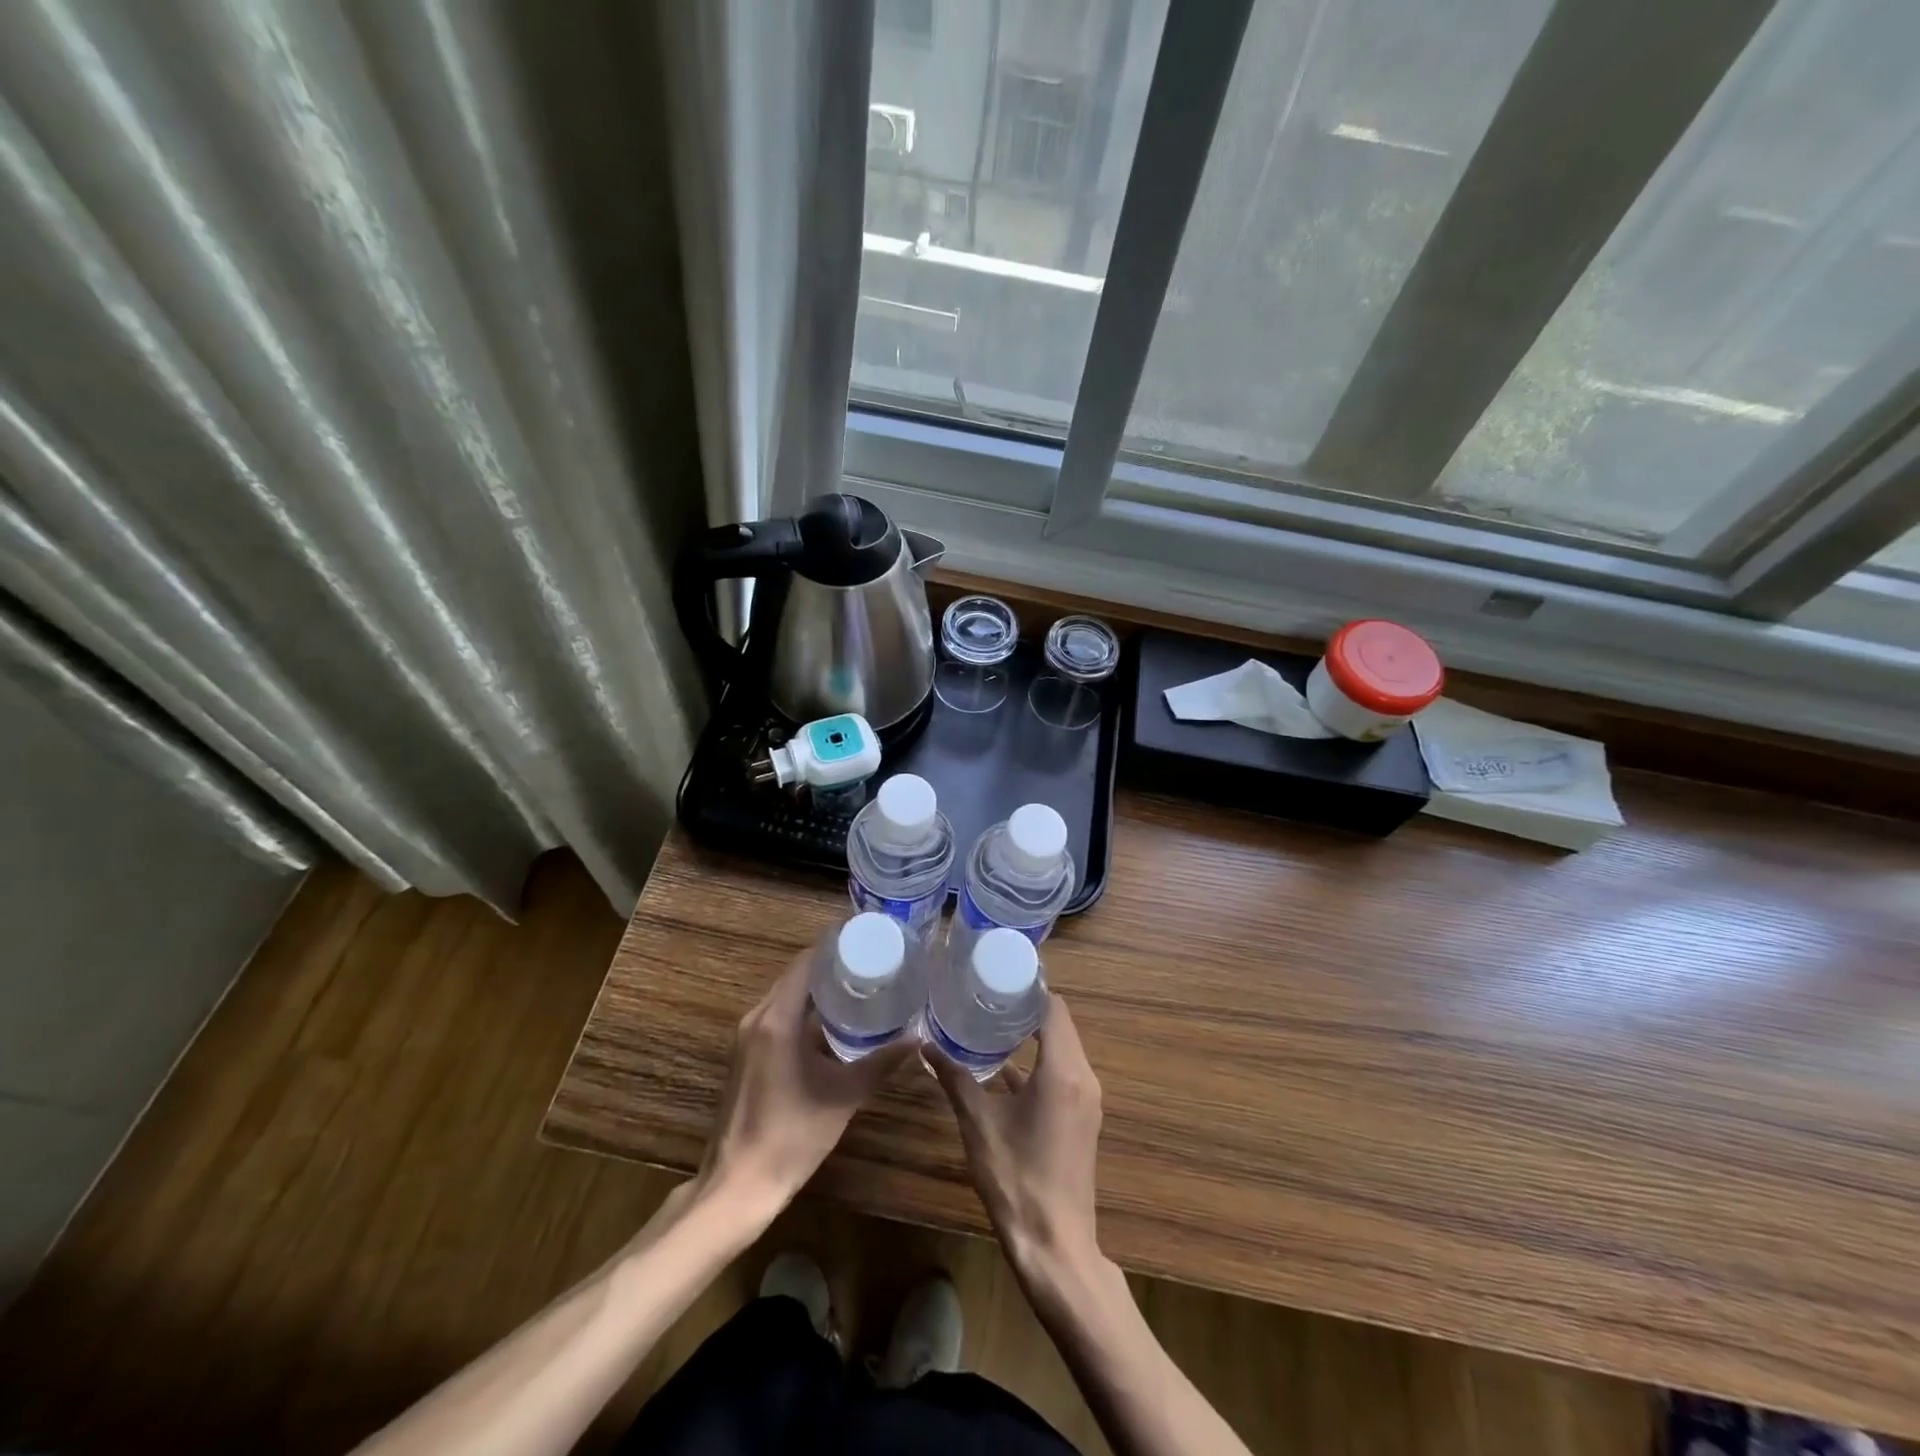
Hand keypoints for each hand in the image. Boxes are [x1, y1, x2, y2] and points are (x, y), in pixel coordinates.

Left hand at [700, 952, 910, 1217]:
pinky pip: (778, 1016)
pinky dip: (804, 1010)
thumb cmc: (791, 1136)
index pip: (806, 962)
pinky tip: (833, 1023)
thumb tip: (917, 1039)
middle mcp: (757, 1018)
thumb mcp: (843, 1096)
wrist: (737, 1187)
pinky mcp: (746, 1055)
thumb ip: (881, 1063)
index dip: (836, 946)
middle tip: (872, 961)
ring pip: (787, 996)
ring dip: (817, 989)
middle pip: (796, 975)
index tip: (868, 939)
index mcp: (777, 1019)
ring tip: (859, 986)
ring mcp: (747, 1037)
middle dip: (831, 965)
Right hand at [931, 996, 1102, 1278]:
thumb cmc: (1016, 1179)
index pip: (1054, 1008)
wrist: (1055, 1246)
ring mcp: (1087, 1100)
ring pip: (1062, 1049)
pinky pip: (1063, 1073)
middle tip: (988, 995)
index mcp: (1063, 1071)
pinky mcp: (1082, 1118)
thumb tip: (926, 1046)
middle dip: (1027, 1008)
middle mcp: (1083, 1077)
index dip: (1029, 989)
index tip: (998, 977)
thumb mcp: (978, 1124)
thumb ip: (955, 1079)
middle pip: (1060, 1025)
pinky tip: (1004, 1067)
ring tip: (992, 1022)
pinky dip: (1039, 1062)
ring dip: (1033, 1035)